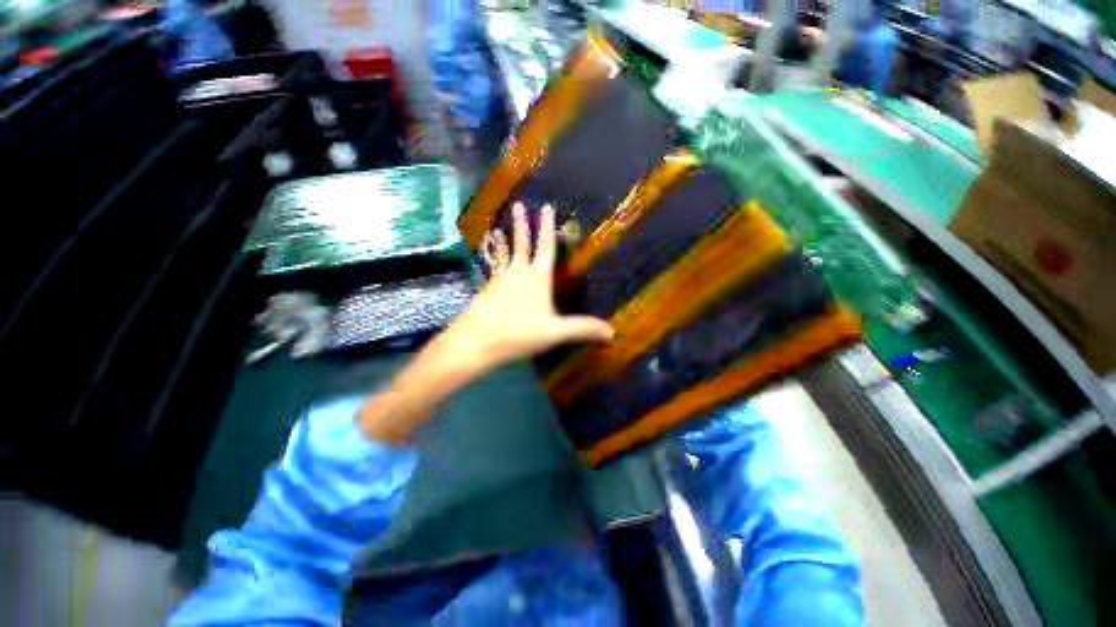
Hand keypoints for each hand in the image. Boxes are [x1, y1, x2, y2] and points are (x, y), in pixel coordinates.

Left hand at [357, 202, 611, 443]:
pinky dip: (493, 261)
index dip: (547, 227)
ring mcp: (499, 279)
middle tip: (519, 205)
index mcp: (537, 277)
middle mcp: (518, 272)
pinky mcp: (487, 289)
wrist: (477, 341)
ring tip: (498, 229)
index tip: (547, 207)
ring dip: (504, 240)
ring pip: (504, 254)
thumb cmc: (519, 333)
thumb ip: (582, 329)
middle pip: (521, 244)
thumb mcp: (555, 332)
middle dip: (522, 224)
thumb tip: (612, 332)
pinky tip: (492, 264)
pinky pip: (493, 269)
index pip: (545, 247)